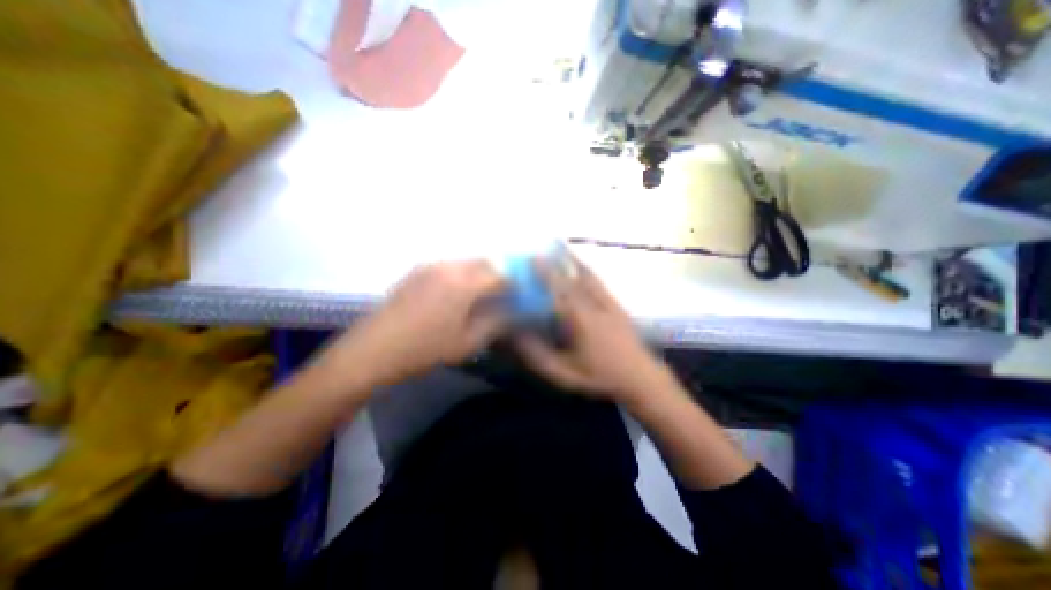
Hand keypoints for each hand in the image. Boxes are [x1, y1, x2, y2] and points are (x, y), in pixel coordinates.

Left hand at [320, 258, 509, 388]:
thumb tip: (514, 312)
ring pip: (468, 263)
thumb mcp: (467, 343)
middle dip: (501, 276)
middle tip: (506, 295)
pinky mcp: (417, 271)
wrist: (371, 351)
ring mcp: (430, 266)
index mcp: (464, 284)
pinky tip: (459, 294)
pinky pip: (450, 266)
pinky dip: (464, 275)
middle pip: (486, 263)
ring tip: (485, 295)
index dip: (516, 285)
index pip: (501, 276)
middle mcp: (449, 267)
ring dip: (482, 274)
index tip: (523, 296)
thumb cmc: (424, 350)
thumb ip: (496, 323)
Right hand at [513, 258, 668, 405]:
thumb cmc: (599, 378)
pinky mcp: (618, 306)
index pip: (560, 291)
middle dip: (557, 262)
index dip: (545, 273)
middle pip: (574, 278)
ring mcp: (610, 304)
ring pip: (589, 276)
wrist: (642, 379)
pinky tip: (583, 269)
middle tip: (543, 251)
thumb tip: (517, 335)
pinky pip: (599, 282)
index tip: (532, 258)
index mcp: (582, 321)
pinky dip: (587, 271)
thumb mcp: (564, 373)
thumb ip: (538, 355)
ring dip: (574, 261)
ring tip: (562, 250)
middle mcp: (596, 305)